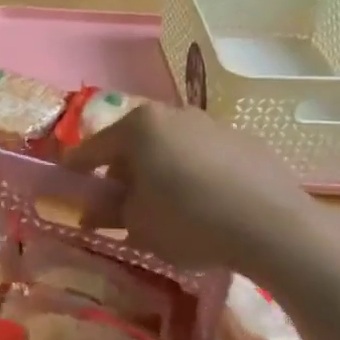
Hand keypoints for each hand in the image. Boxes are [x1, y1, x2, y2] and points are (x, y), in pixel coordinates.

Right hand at [62, 105, 310, 270]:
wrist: (272, 225)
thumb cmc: (189, 220)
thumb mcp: (138, 225)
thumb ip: (109, 212)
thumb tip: (92, 211)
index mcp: (140, 127)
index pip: (94, 147)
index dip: (77, 168)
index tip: (67, 181)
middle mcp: (174, 114)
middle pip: (135, 142)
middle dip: (123, 170)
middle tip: (120, 202)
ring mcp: (213, 124)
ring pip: (173, 146)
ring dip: (161, 170)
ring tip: (166, 206)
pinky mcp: (245, 142)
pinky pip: (206, 157)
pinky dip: (196, 174)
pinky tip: (206, 205)